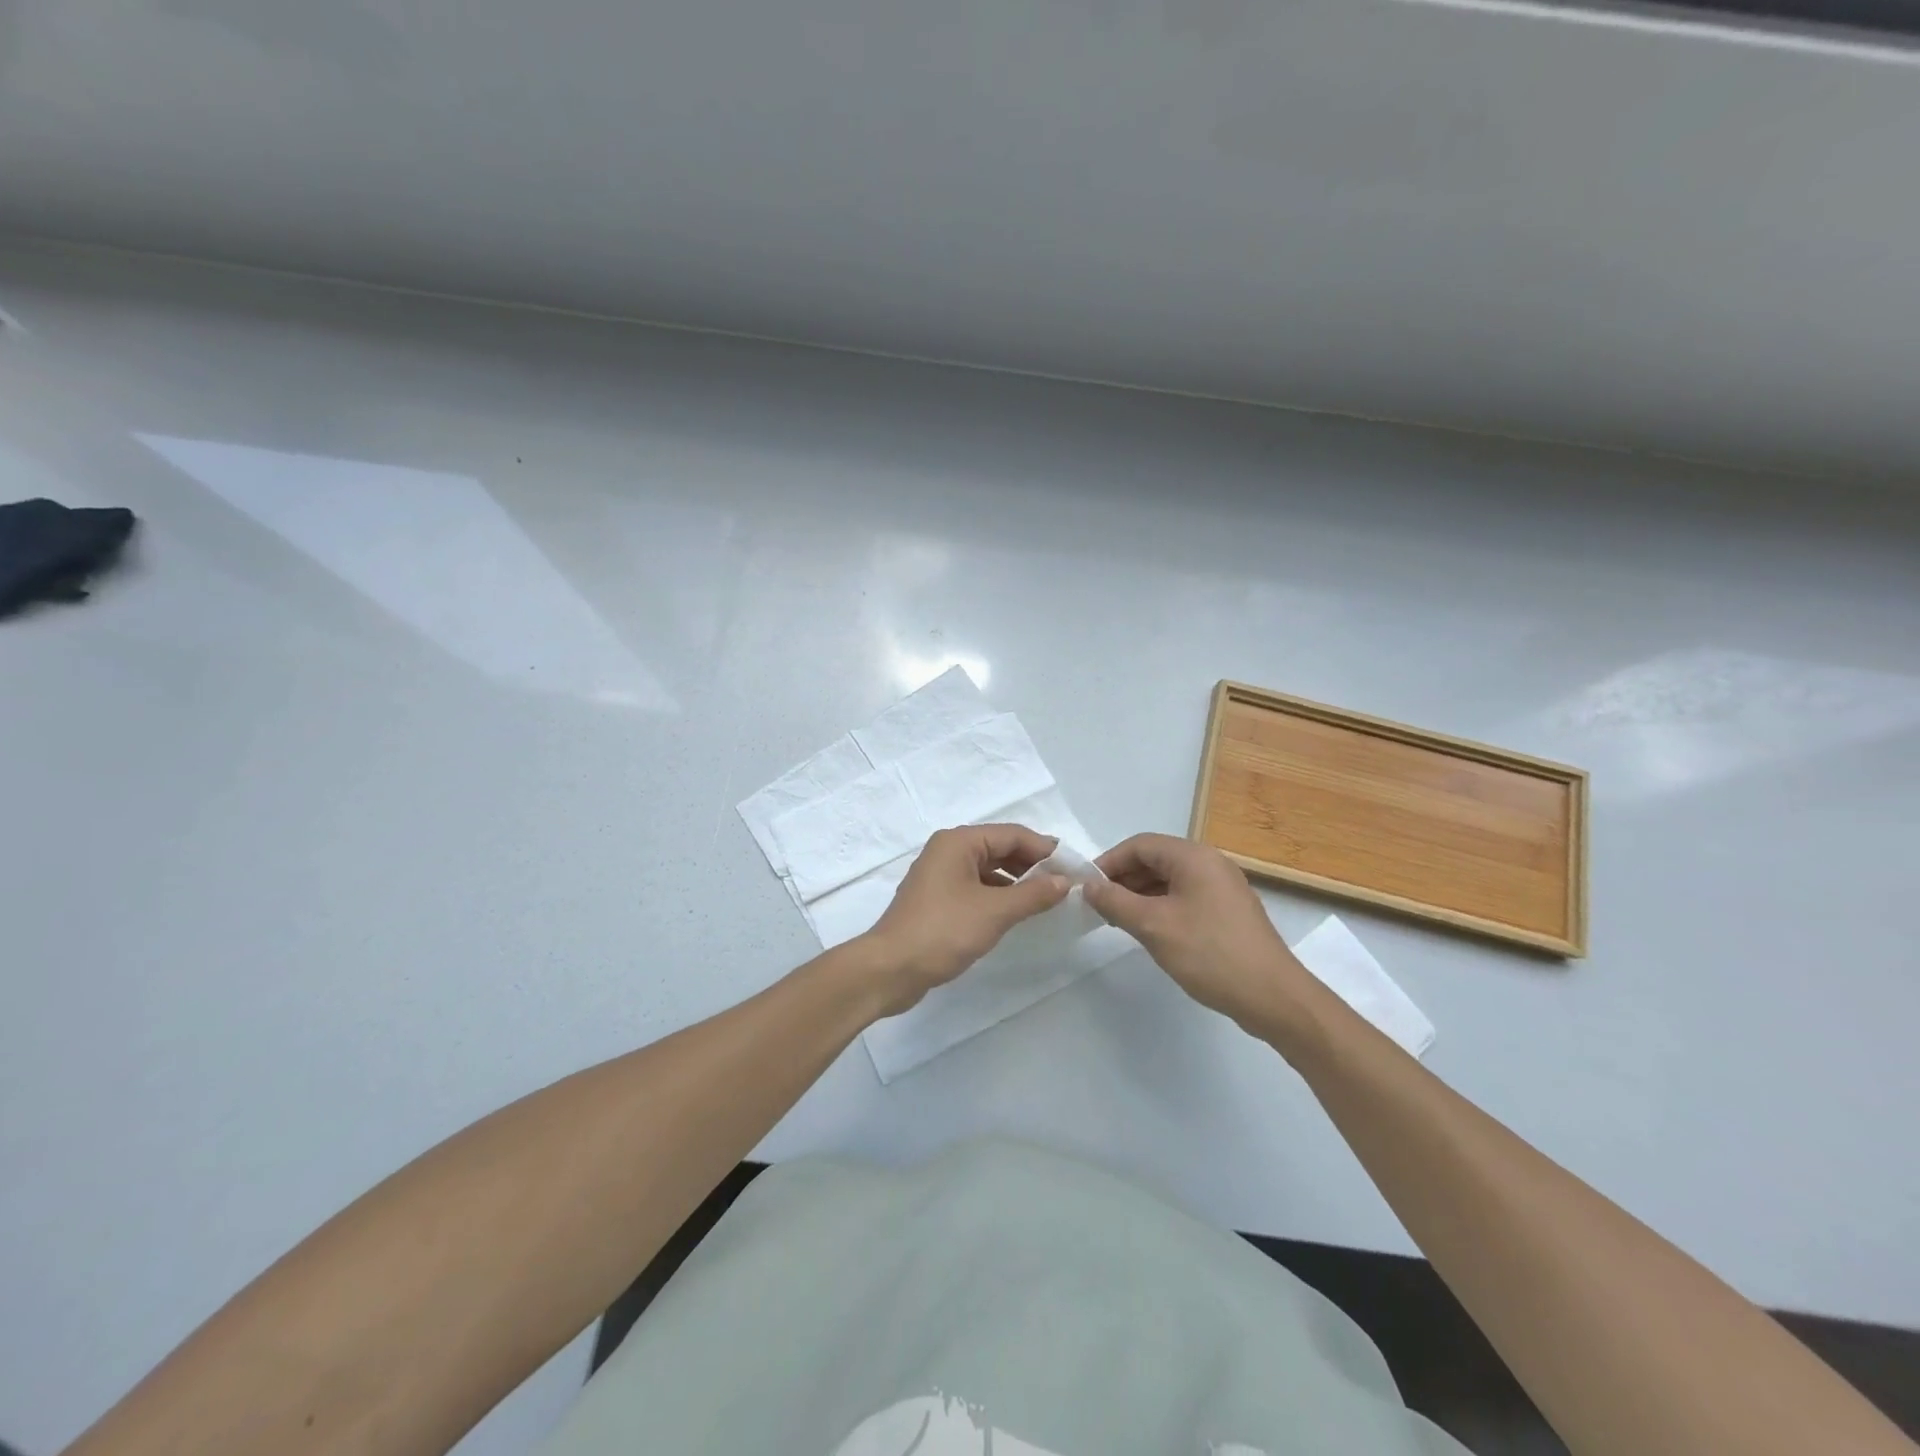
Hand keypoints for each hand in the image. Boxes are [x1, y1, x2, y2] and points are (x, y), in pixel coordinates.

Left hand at [861, 824, 1069, 1015]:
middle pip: (999, 848)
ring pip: (988, 869)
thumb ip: (1033, 894)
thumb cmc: (943, 931)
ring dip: (1016, 881)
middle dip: (1032, 864)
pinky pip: (976, 887)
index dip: (1044, 849)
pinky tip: (1016, 913)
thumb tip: (1065, 881)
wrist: (890, 969)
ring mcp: (940, 876)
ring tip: (1046, 899)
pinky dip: (998, 895)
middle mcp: (947, 851)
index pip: (1011, 834)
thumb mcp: (995, 912)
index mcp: (958, 842)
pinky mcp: (937, 900)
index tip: (1074, 866)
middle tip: (1064, 884)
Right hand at [1084, 833, 1311, 1030]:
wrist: (1273, 996)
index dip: (1109, 862)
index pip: (1139, 845)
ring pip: (1169, 880)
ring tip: (1117, 920)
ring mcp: (1222, 887)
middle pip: (1155, 859)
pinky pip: (1185, 897)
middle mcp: (1210, 863)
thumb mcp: (1153, 926)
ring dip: (1140, 894)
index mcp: (1193, 857)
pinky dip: (1161, 906)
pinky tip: (1148, 930)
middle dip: (1123, 879)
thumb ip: (1115, 902)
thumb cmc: (1210, 953)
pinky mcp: (1228, 911)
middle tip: (1097, 905)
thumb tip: (1088, 886)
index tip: (1086, 887)